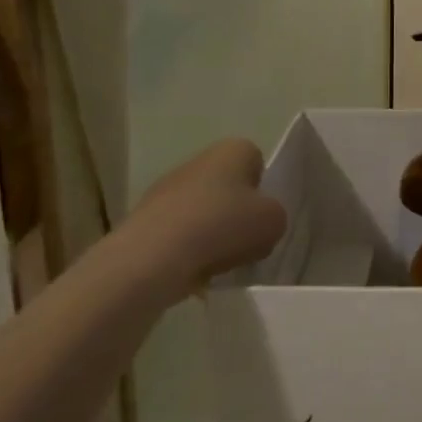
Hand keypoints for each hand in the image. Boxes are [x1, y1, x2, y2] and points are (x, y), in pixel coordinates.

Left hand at [113, 139, 286, 288]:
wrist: (153, 257)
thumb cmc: (222, 226)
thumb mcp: (274, 221)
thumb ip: (275, 216)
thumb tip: (259, 223)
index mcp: (232, 150)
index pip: (256, 161)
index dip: (263, 189)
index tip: (263, 215)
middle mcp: (198, 161)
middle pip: (229, 189)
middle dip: (237, 215)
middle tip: (246, 242)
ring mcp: (167, 190)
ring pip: (204, 213)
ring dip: (214, 235)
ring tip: (220, 263)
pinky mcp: (146, 220)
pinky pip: (180, 235)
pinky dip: (189, 251)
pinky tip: (194, 271)